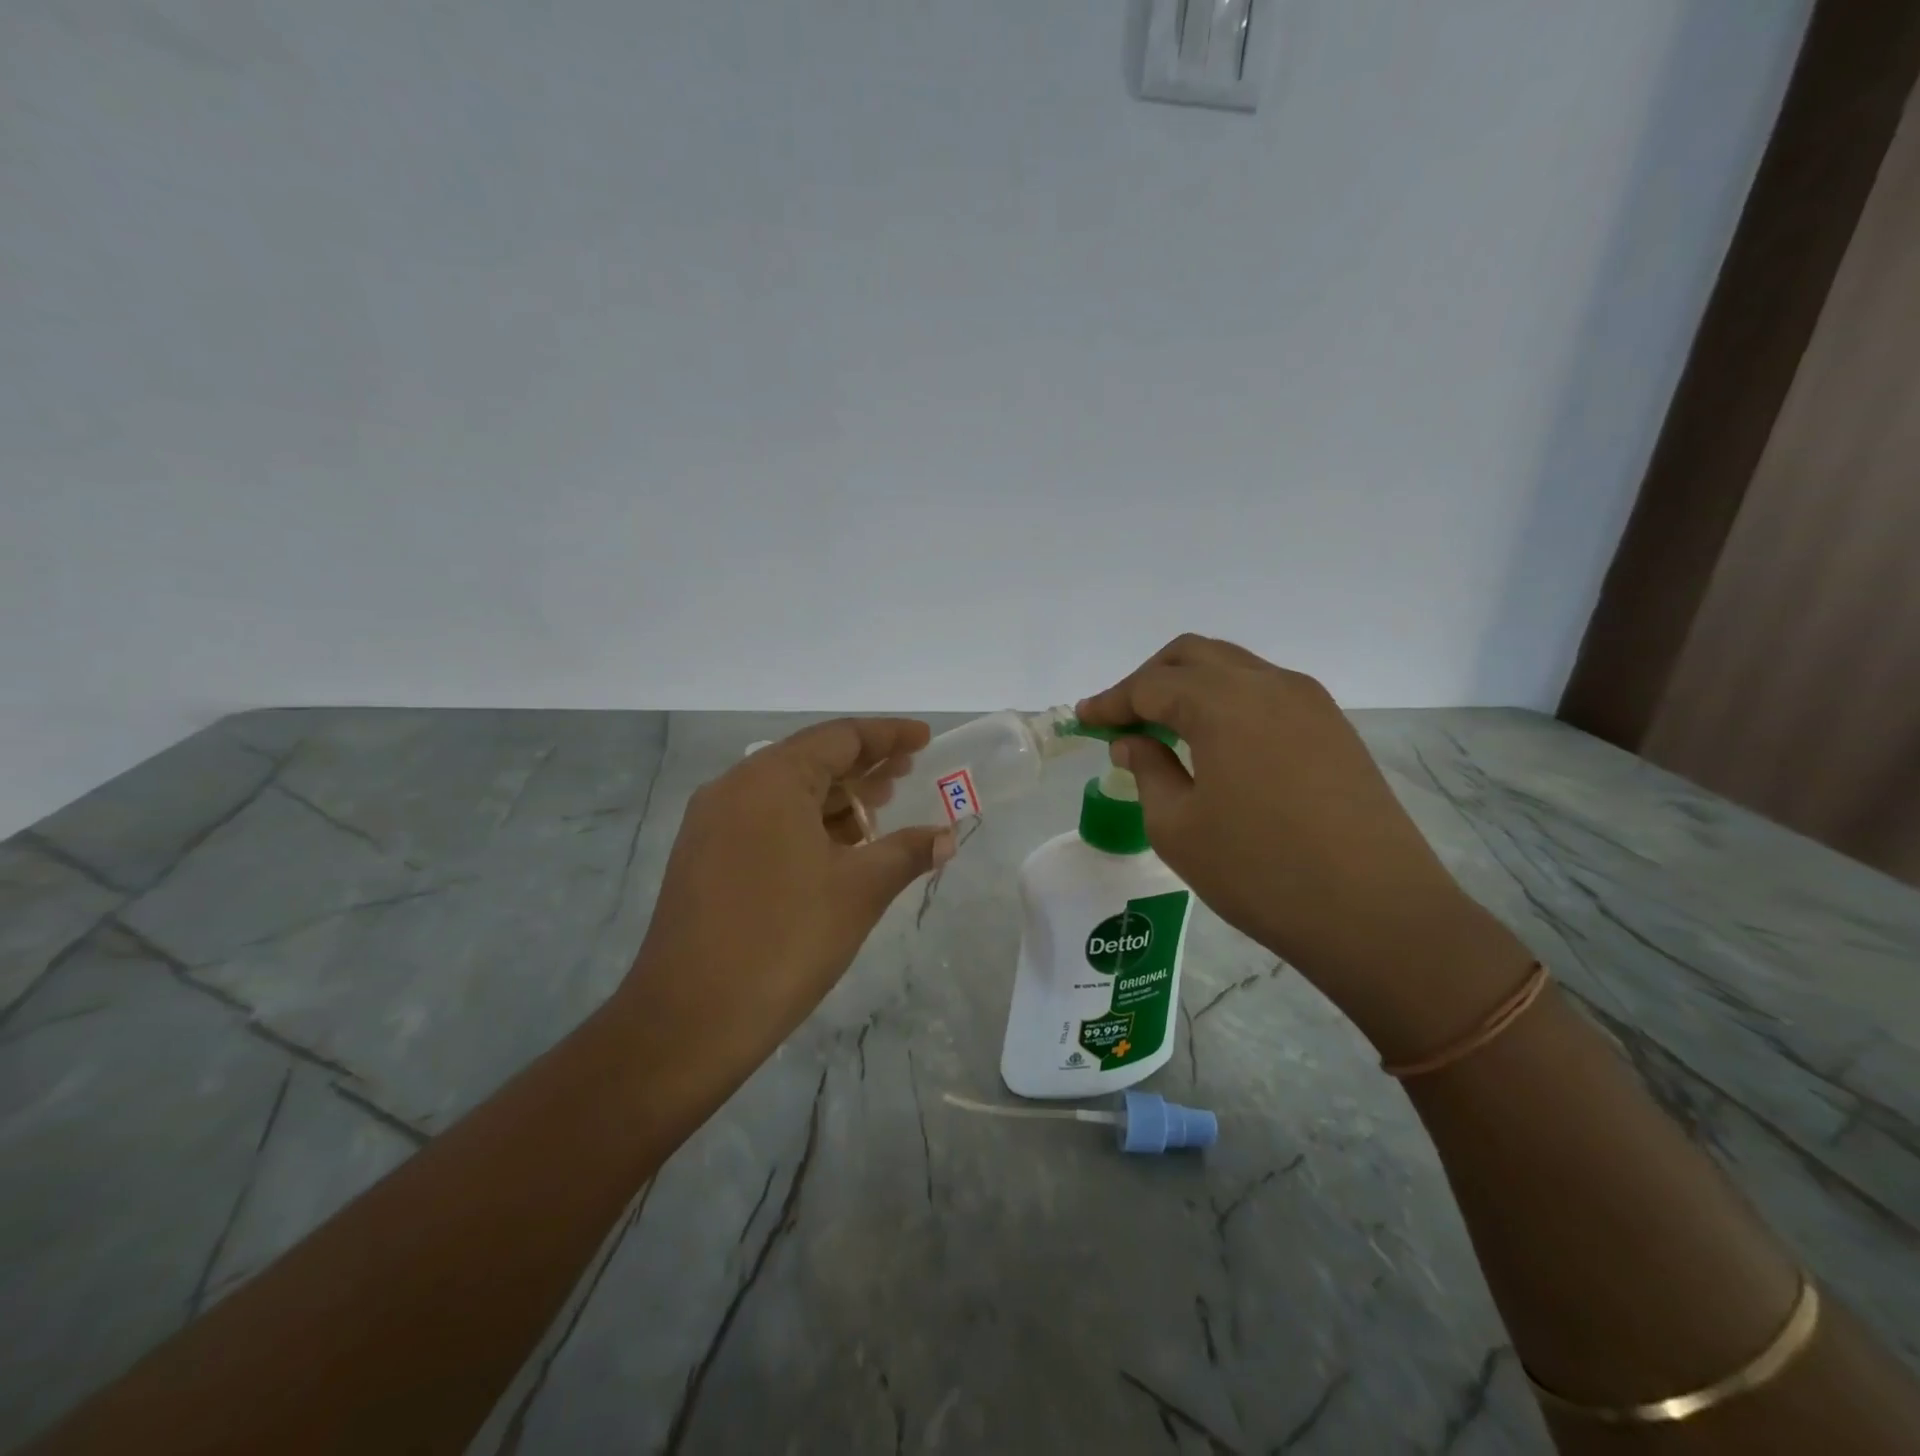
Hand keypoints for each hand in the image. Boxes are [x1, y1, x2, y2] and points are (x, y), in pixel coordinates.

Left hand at [613, 718, 952, 1102]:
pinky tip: (836, 848)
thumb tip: (945, 837)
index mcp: (770, 779)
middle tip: (909, 773)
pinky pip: (764, 820)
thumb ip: (907, 852)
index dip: (888, 735)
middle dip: (863, 766)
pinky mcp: (702, 856)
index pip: (840, 737)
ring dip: (835, 797)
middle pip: (811, 759)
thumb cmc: (785, 941)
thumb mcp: (859, 891)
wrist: (689, 1020)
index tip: (925, 738)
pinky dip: (806, 823)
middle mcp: (735, 787)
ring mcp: (712, 823)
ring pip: (786, 792)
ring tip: (880, 809)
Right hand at [1077, 636, 1530, 1055]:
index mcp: (1223, 703)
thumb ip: (1147, 771)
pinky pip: (1265, 693)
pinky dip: (1227, 702)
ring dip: (1190, 687)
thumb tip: (1131, 743)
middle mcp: (1268, 684)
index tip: (1083, 719)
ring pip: (1233, 669)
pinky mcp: (1333, 727)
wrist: (1378, 915)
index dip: (1110, 701)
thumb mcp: (1178, 827)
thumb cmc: (1260, 873)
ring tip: (1164, 730)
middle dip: (1148, 680)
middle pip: (1192, 657)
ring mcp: (1309, 702)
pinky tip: (1216, 743)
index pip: (1150, 685)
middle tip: (1122, 720)